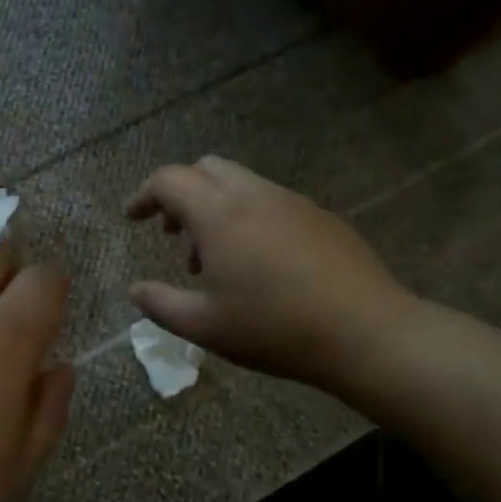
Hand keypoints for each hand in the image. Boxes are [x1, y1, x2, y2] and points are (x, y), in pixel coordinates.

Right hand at [125, 156, 419, 394]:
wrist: (367, 333)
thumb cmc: (274, 328)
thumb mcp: (203, 326)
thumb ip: (160, 304)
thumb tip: (135, 289)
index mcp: (218, 214)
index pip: (169, 180)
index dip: (144, 195)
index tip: (133, 219)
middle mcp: (253, 196)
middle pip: (205, 168)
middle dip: (180, 192)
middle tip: (172, 233)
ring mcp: (291, 202)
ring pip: (239, 184)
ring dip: (214, 207)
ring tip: (213, 258)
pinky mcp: (320, 217)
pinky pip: (270, 201)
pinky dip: (246, 216)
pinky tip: (257, 263)